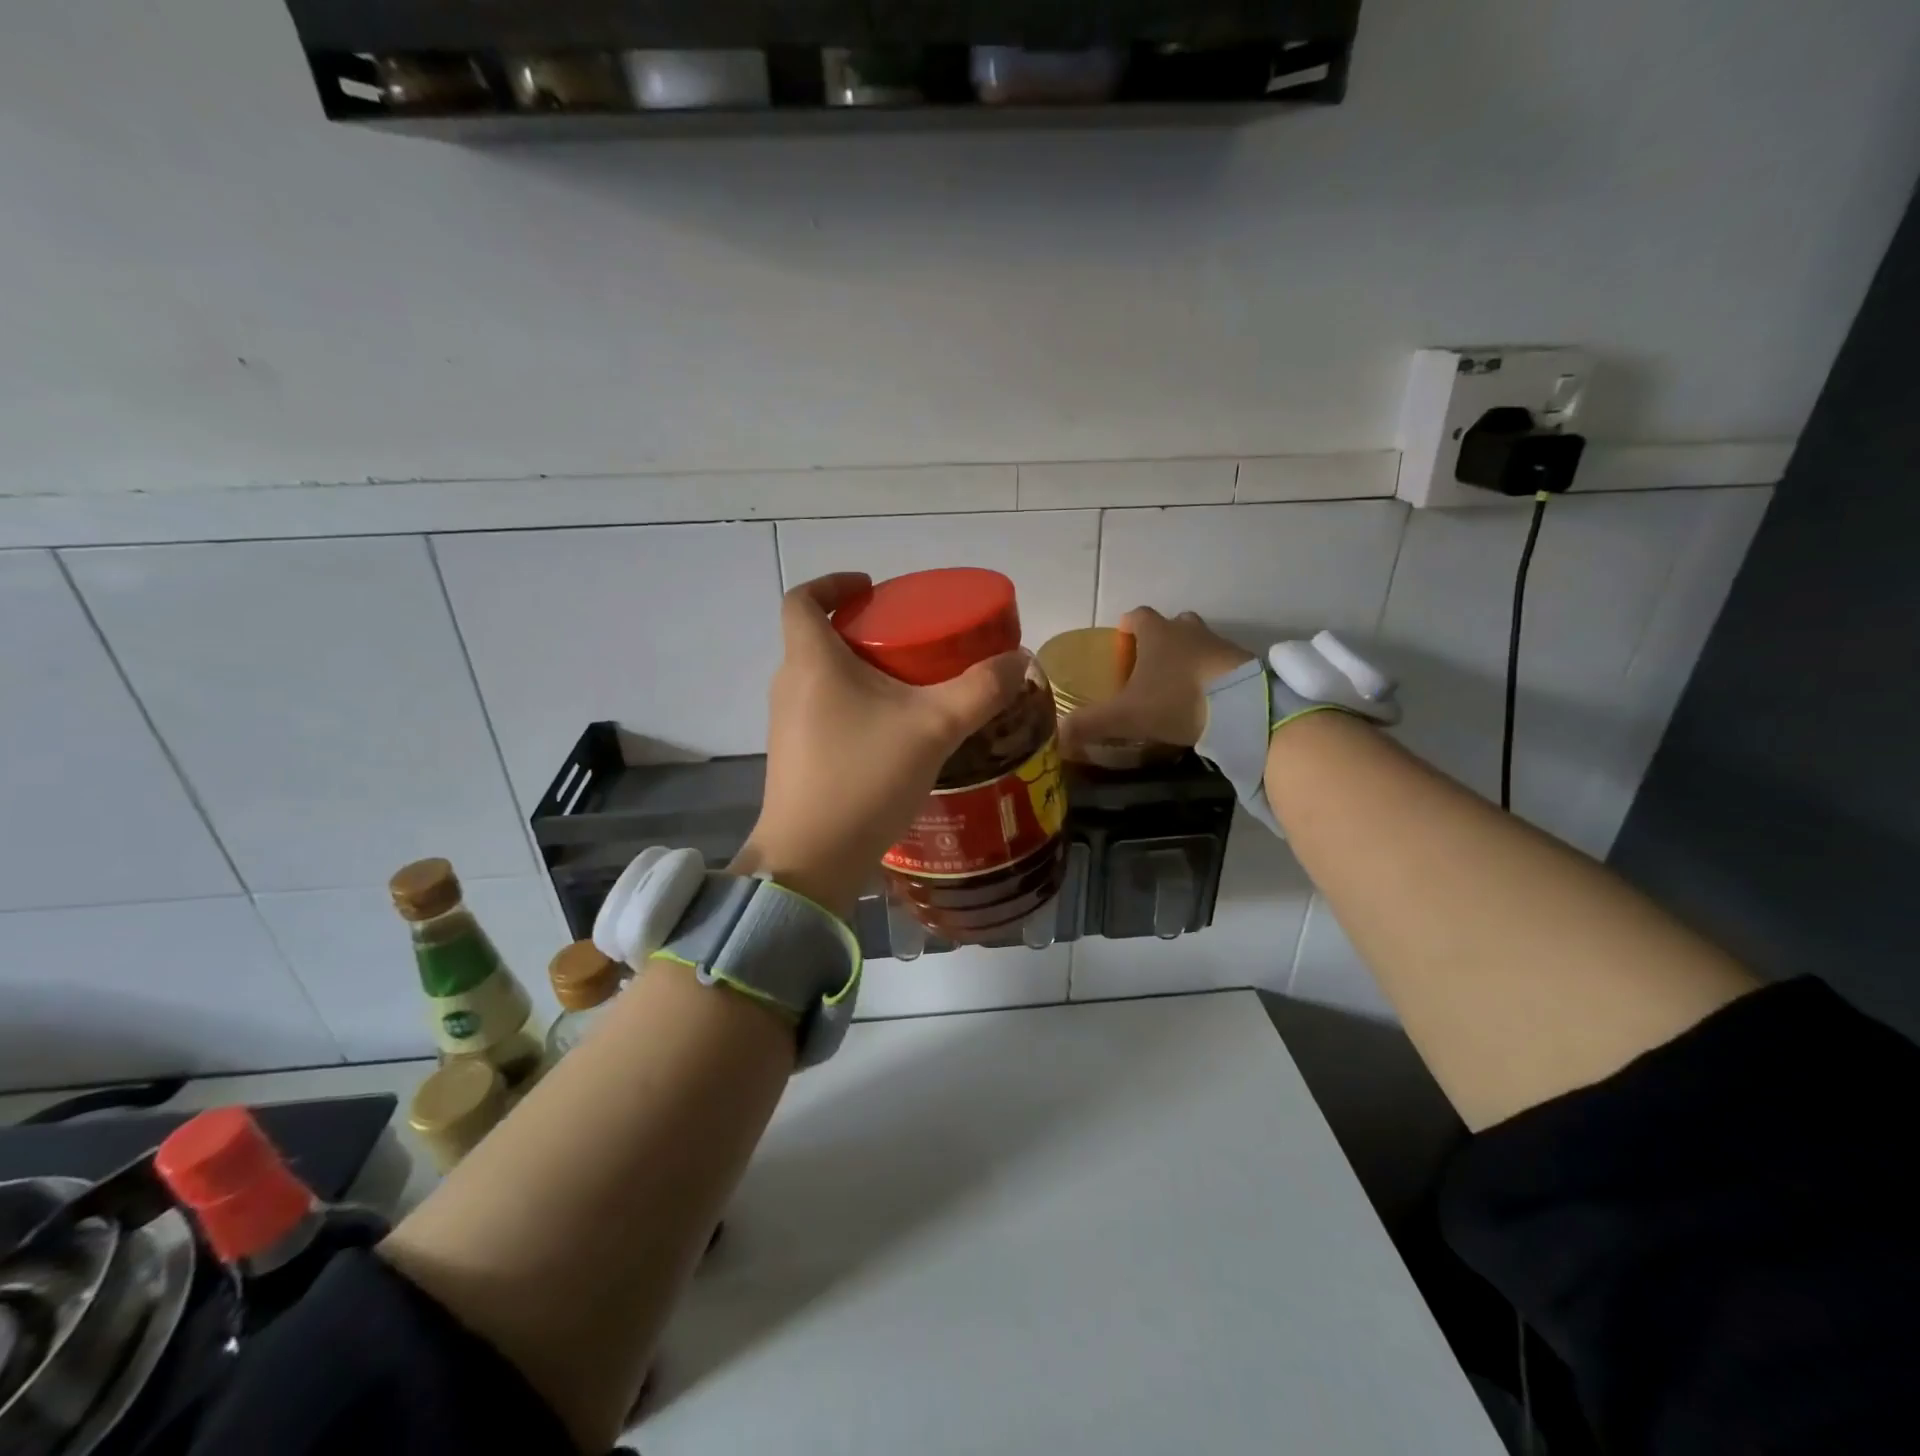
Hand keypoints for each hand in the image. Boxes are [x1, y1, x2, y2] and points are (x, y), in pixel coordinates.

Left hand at [733, 573, 1027, 919]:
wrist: (812, 860)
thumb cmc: (864, 778)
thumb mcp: (934, 728)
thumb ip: (980, 690)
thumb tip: (1019, 661)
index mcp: (811, 661)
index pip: (803, 599)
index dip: (833, 583)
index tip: (870, 587)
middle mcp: (790, 686)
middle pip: (815, 637)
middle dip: (860, 629)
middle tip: (909, 637)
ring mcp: (787, 725)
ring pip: (821, 678)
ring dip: (858, 669)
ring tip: (909, 683)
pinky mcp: (796, 758)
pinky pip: (824, 711)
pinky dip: (854, 705)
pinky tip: (893, 732)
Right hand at [1058, 608, 1254, 756]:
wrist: (1239, 708)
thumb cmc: (1174, 700)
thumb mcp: (1125, 716)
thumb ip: (1089, 723)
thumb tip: (1057, 734)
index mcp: (1156, 633)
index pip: (1137, 616)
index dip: (1128, 628)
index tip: (1122, 644)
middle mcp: (1187, 630)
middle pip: (1172, 625)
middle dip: (1161, 641)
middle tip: (1150, 668)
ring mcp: (1219, 644)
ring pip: (1199, 642)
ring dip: (1188, 658)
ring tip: (1178, 687)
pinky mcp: (1244, 663)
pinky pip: (1222, 663)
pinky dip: (1212, 675)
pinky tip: (1206, 700)